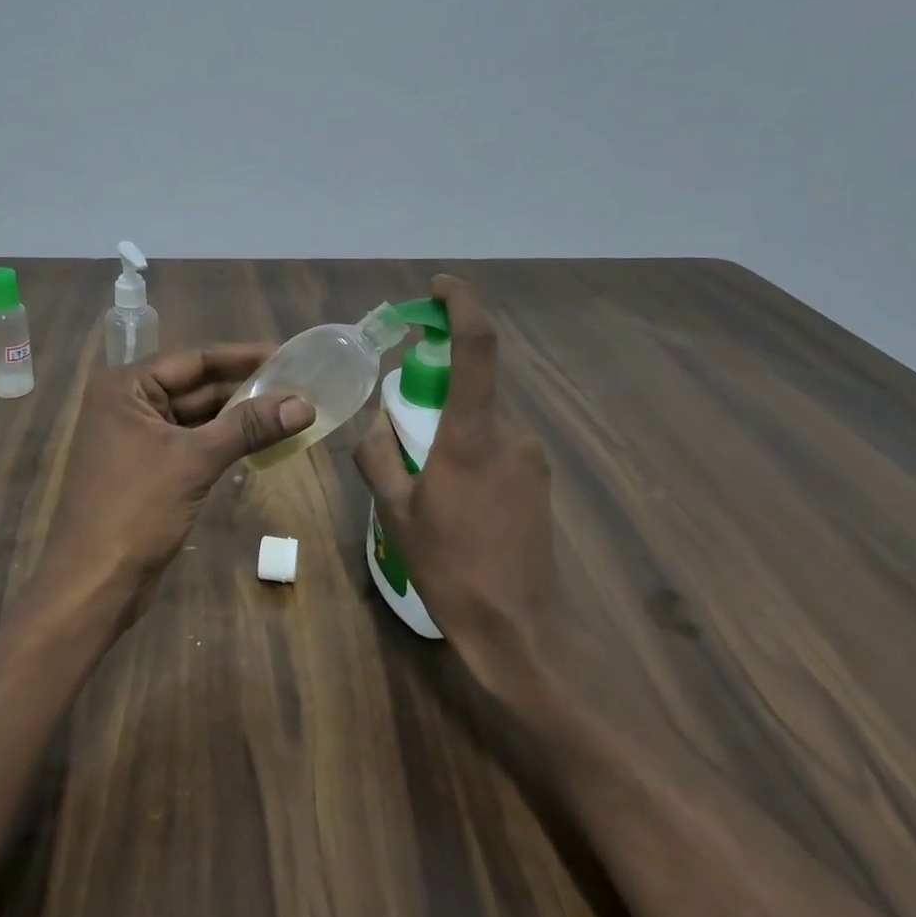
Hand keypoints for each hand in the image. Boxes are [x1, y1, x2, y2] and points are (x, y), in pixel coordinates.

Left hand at [29, 345, 312, 634]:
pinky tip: (259, 442)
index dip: (242, 357)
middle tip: (297, 386)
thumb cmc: (135, 510)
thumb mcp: (195, 461)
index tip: (287, 355)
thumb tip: (304, 403)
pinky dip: (223, 442)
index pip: (194, 359)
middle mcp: (127, 404)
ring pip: (196, 417)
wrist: (92, 585)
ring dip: (237, 417)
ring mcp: (135, 438)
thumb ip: (248, 427)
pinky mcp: (147, 469)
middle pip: (195, 386)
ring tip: (288, 411)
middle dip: (244, 389)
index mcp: (126, 387)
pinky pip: (191, 443)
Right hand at [353, 276, 556, 696]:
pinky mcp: (539, 479)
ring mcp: (531, 457)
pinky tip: (451, 496)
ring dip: (449, 427)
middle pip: (471, 386)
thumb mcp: (396, 513)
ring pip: (482, 419)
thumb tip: (376, 426)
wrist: (521, 629)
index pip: (476, 348)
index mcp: (472, 436)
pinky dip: (467, 448)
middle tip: (401, 426)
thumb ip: (379, 456)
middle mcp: (511, 434)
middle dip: (434, 389)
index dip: (461, 305)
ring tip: (422, 478)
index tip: (439, 287)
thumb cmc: (452, 568)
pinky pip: (496, 444)